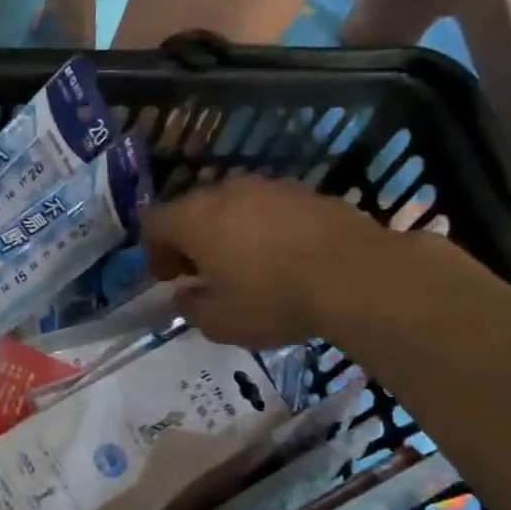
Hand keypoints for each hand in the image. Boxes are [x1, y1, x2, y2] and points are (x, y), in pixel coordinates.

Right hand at [142, 175, 406, 348]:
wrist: (357, 276)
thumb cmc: (273, 299)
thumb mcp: (219, 322)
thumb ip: (191, 307)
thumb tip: (185, 295)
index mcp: (194, 219)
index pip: (153, 223)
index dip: (153, 251)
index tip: (169, 279)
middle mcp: (226, 193)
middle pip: (191, 210)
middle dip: (190, 241)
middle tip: (202, 274)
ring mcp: (269, 188)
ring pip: (232, 207)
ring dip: (228, 233)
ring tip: (246, 267)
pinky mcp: (307, 193)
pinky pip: (269, 209)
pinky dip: (264, 230)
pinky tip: (283, 259)